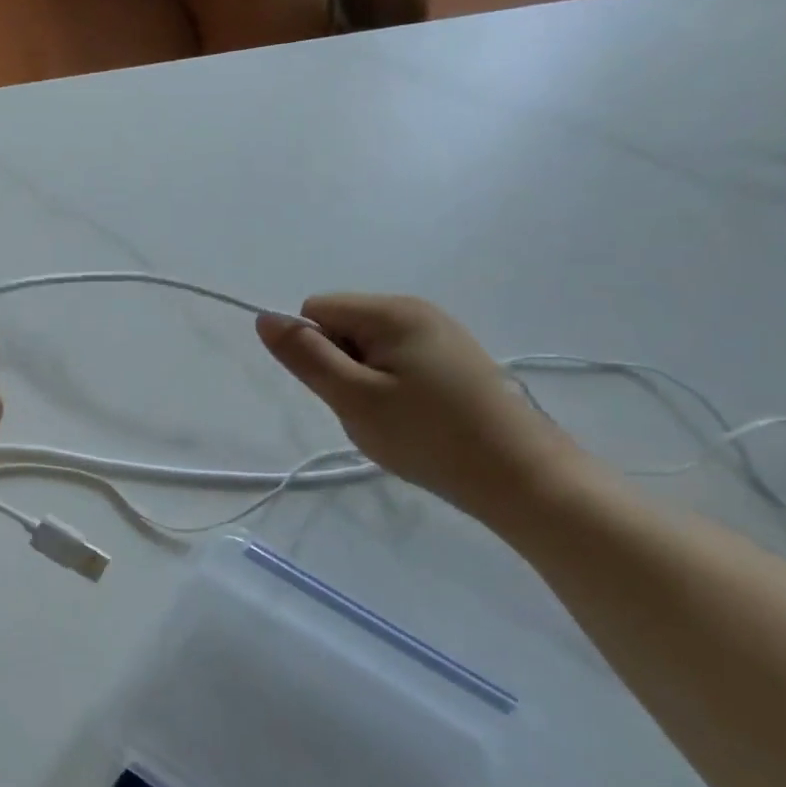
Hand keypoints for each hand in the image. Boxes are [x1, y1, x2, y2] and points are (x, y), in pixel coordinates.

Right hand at [257, 293, 588, 519]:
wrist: (521, 476)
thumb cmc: (428, 435)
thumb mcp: (353, 397)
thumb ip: (305, 355)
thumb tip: (264, 317)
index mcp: (391, 311)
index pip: (316, 310)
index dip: (315, 350)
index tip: (342, 389)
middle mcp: (417, 310)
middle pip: (343, 327)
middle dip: (340, 368)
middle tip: (368, 410)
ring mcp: (440, 334)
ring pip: (368, 350)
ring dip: (364, 384)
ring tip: (392, 420)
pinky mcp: (455, 361)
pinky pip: (397, 364)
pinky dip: (391, 391)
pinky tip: (414, 420)